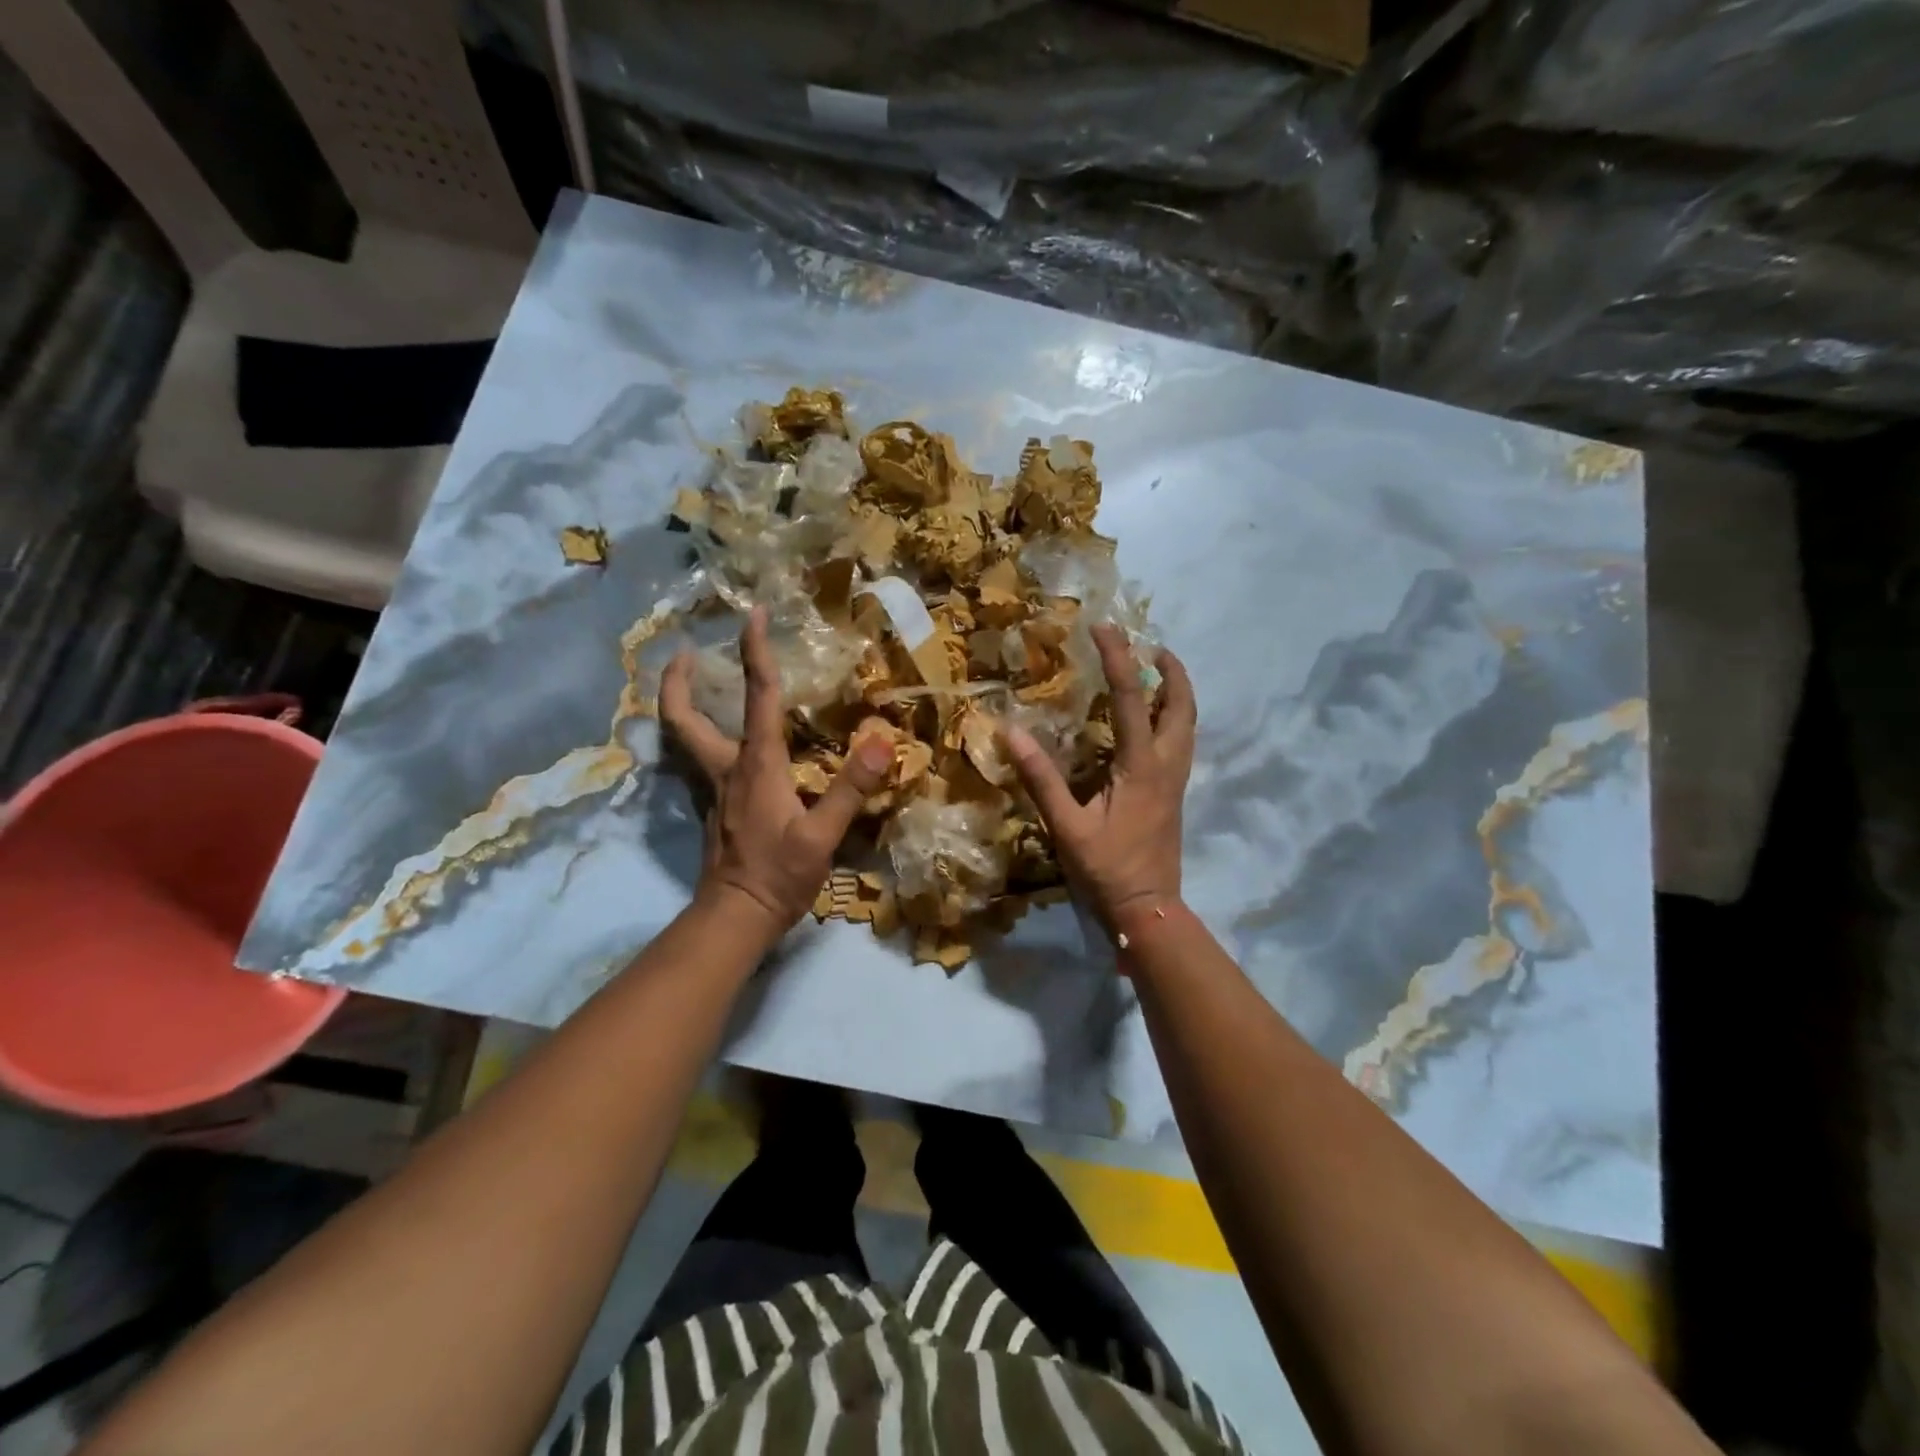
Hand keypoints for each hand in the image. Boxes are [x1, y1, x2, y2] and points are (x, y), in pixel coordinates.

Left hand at [660, 607, 892, 938]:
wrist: (735, 917)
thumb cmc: (778, 876)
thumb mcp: (822, 836)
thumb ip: (850, 788)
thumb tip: (882, 740)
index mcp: (756, 765)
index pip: (756, 697)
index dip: (755, 652)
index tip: (753, 614)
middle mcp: (726, 768)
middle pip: (683, 716)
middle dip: (677, 680)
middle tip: (682, 651)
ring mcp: (713, 789)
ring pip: (684, 737)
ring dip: (682, 704)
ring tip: (692, 681)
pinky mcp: (714, 808)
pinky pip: (697, 759)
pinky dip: (697, 735)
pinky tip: (718, 738)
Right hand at [1005, 625, 1196, 933]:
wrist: (1149, 909)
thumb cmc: (1107, 868)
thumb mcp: (1066, 825)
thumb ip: (1041, 778)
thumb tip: (1011, 732)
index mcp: (1142, 766)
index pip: (1132, 699)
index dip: (1118, 659)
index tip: (1104, 628)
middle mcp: (1167, 765)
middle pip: (1182, 706)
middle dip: (1172, 672)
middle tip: (1153, 647)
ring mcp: (1177, 780)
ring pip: (1188, 724)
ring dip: (1178, 693)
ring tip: (1159, 673)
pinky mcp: (1175, 794)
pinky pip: (1182, 742)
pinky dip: (1174, 717)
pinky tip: (1154, 722)